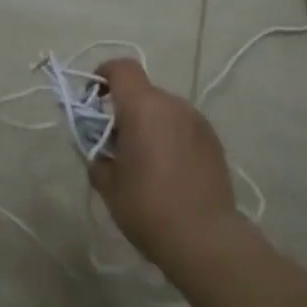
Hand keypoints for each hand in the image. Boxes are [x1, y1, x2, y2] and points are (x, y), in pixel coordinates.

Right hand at [89, 59, 241, 272]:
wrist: (204, 238)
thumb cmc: (147, 206)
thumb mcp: (107, 182)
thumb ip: (97, 154)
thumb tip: (99, 146)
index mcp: (143, 107)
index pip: (122, 68)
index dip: (103, 75)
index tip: (93, 98)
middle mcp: (173, 105)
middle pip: (142, 92)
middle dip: (124, 109)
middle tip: (115, 143)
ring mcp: (197, 121)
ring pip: (164, 110)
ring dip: (149, 124)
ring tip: (144, 161)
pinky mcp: (214, 140)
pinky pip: (182, 126)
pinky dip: (169, 136)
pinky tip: (168, 170)